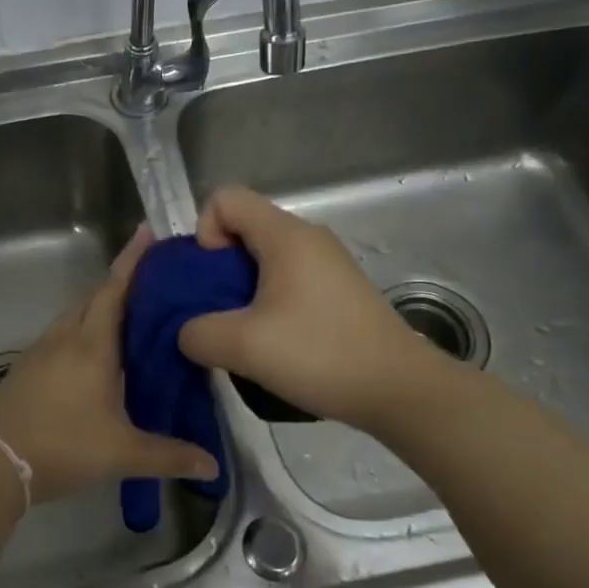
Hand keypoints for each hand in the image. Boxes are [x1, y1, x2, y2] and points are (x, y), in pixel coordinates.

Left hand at [0, 225, 219, 504]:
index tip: (148, 231)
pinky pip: (63, 334)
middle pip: (95, 296)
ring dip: (101, 306)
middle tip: (155, 279)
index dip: (133, 260)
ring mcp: (42, 350)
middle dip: (122, 282)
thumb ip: (168, 455)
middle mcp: (66, 336)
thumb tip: (213, 466)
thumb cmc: (63, 445)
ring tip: (132, 314)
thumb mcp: (121, 452)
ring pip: (77, 315)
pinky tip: (97, 351)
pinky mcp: (29, 366)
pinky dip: (84, 329)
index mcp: (91, 344)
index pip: (115, 289)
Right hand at [177, 187, 437, 432]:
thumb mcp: (243, 346)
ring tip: (243, 331)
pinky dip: (267, 300)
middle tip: (218, 312)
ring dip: (241, 289)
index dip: (204, 232)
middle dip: (217, 267)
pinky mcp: (337, 289)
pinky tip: (272, 341)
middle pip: (243, 227)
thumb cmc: (320, 354)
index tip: (211, 279)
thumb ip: (197, 333)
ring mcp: (326, 262)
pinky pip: (286, 277)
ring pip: (263, 257)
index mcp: (285, 235)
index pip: (225, 198)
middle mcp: (307, 237)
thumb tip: (189, 331)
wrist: (399, 389)